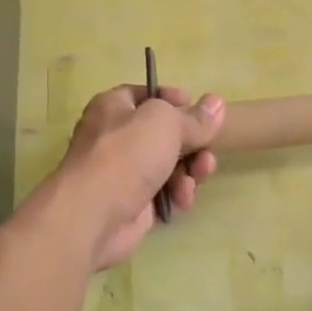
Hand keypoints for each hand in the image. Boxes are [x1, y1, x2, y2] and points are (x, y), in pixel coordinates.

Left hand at [53, 85, 224, 270]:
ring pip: (170, 165)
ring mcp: (125, 172)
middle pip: (166, 134)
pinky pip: (166, 193)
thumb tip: (217, 104)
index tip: (200, 112)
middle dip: (193, 144)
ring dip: (190, 171)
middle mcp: (117, 137)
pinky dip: (177, 194)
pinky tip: (182, 200)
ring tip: (197, 178)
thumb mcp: (166, 123)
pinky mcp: (134, 203)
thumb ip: (194, 117)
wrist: (94, 215)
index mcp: (115, 107)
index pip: (148, 95)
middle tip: (206, 152)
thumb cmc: (126, 155)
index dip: (175, 100)